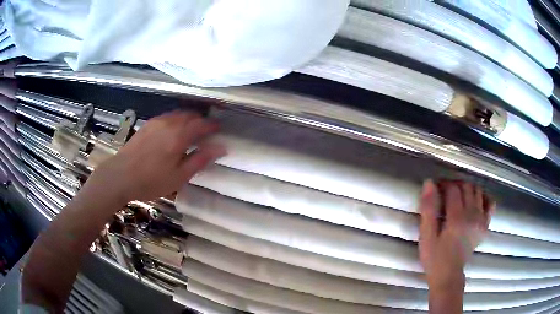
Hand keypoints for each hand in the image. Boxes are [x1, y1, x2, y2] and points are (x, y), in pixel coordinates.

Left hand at [86, 111, 225, 204]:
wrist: (120, 176)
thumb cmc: (151, 180)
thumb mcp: (179, 176)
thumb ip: (200, 159)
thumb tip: (221, 147)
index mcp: (179, 136)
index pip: (202, 124)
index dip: (212, 125)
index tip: (219, 129)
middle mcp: (169, 123)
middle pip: (190, 115)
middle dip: (201, 120)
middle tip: (207, 130)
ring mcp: (157, 122)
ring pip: (178, 114)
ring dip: (188, 118)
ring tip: (192, 129)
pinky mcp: (148, 124)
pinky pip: (167, 116)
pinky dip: (176, 119)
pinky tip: (173, 130)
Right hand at [419, 180, 493, 290]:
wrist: (448, 275)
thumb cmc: (434, 257)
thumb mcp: (426, 236)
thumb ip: (428, 209)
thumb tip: (429, 183)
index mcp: (457, 219)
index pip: (453, 189)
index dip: (443, 183)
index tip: (435, 187)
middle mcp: (473, 216)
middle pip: (467, 187)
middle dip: (455, 184)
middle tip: (444, 192)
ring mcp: (482, 220)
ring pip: (477, 191)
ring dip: (467, 189)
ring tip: (457, 196)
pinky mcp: (485, 225)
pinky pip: (490, 203)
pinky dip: (483, 197)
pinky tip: (475, 201)